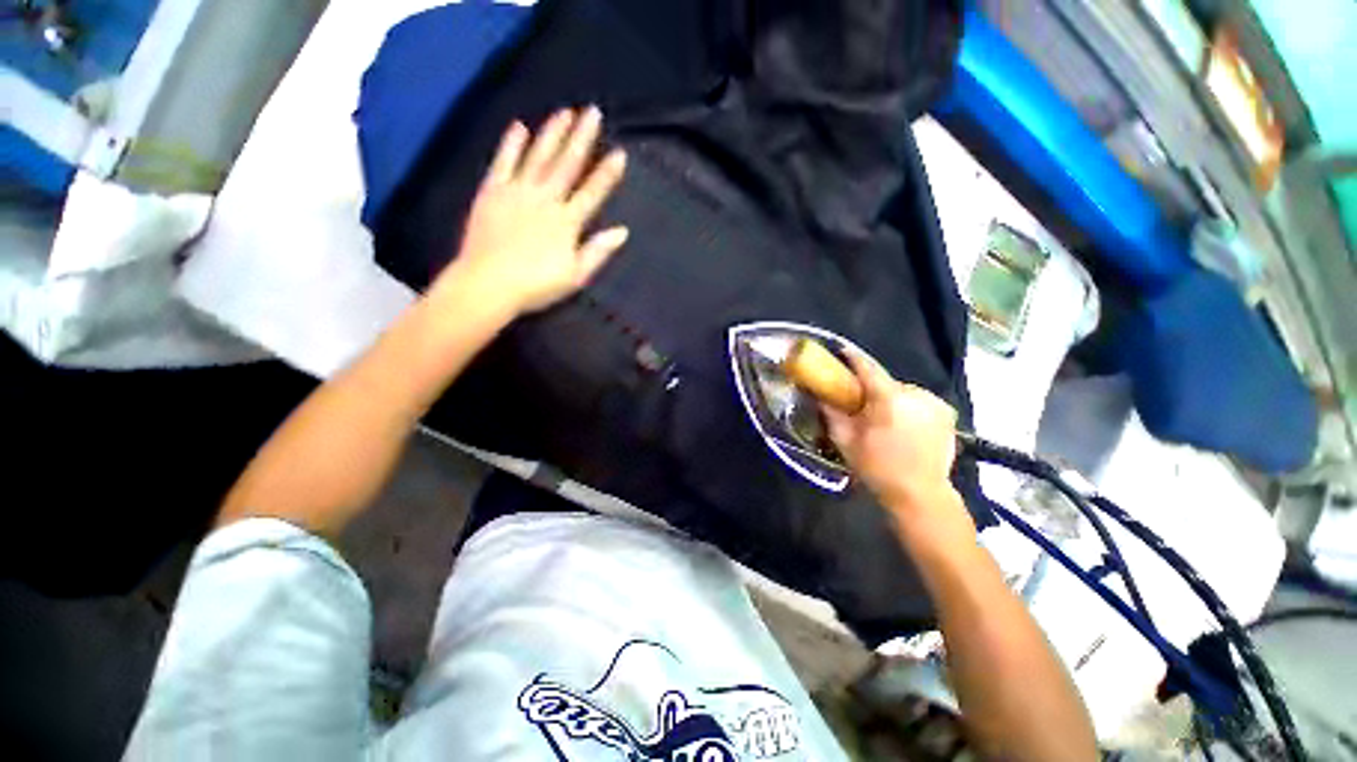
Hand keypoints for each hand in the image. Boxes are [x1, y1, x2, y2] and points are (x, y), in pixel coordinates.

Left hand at [436, 106, 629, 316]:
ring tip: (564, 112)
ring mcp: (517, 192)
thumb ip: (598, 251)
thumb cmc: (536, 285)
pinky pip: (503, 162)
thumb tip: (622, 231)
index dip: (607, 173)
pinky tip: (520, 127)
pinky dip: (511, 144)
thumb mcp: (575, 275)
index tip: (620, 153)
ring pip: (538, 156)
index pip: (592, 192)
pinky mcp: (492, 191)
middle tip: (592, 112)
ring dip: (552, 133)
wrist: (488, 284)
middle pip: (567, 164)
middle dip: (581, 138)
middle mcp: (545, 199)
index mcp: (566, 222)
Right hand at [823, 351, 972, 536]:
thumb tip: (820, 394)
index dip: (853, 358)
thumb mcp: (845, 441)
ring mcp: (935, 403)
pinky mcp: (947, 413)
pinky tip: (903, 424)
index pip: (868, 368)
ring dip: (891, 398)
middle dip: (872, 388)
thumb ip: (831, 413)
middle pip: (886, 382)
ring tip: (883, 417)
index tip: (842, 352)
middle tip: (860, 401)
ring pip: (903, 392)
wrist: (920, 495)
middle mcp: (916, 394)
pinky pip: (919, 401)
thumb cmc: (877, 468)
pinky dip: (908, 407)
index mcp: (889, 399)